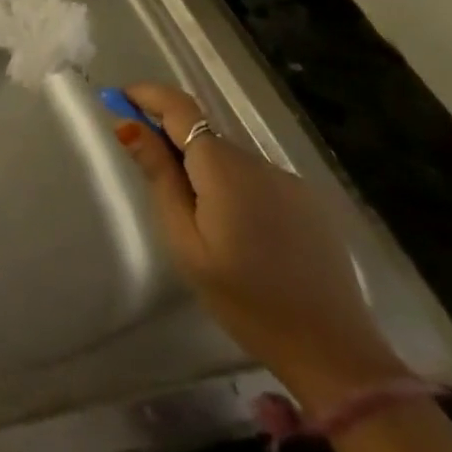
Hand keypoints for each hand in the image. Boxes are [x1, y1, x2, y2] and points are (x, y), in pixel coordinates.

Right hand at [115, 81, 408, 412]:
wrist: (335, 355)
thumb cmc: (245, 301)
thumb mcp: (186, 242)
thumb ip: (159, 177)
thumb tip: (128, 124)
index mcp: (224, 169)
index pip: (179, 107)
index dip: (145, 95)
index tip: (116, 100)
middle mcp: (258, 162)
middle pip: (202, 134)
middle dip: (170, 142)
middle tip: (148, 176)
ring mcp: (289, 181)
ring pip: (229, 158)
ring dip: (203, 169)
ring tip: (198, 221)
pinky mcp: (309, 202)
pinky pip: (256, 178)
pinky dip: (233, 186)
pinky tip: (238, 231)